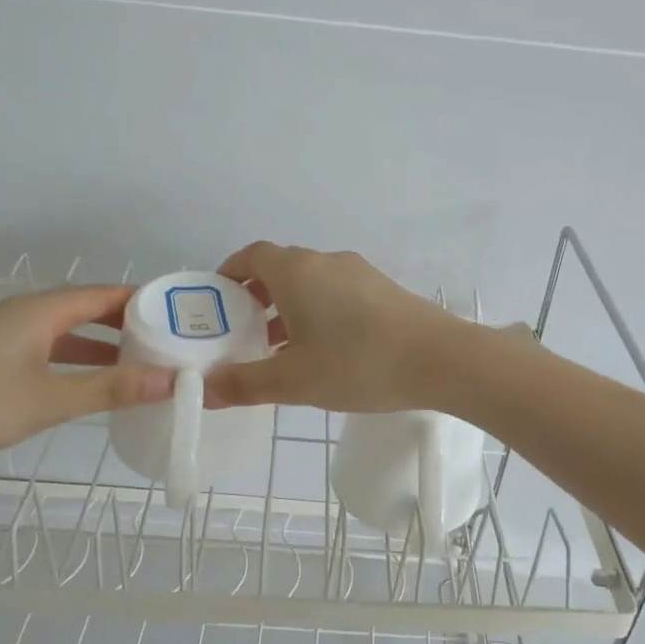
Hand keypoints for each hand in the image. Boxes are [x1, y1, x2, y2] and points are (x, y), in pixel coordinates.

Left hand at [0, 286, 173, 465]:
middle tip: (166, 342)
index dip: (142, 300)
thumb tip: (172, 380)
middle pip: (84, 308)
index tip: (179, 314)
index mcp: (39, 310)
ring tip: (136, 363)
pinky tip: (84, 382)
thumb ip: (111, 389)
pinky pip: (44, 347)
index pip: (103, 293)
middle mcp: (22, 313)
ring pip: (63, 331)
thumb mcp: (50, 399)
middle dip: (125, 323)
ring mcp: (1, 334)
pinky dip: (73, 359)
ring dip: (99, 344)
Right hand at [204, 243, 464, 411]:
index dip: (229, 273)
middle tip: (244, 332)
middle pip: (281, 268)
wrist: (440, 359)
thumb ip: (245, 383)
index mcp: (296, 271)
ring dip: (290, 308)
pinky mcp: (384, 289)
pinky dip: (319, 312)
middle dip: (257, 296)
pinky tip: (326, 351)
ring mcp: (360, 272)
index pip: (251, 255)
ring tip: (281, 349)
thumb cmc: (357, 364)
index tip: (218, 300)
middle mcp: (326, 261)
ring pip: (312, 282)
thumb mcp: (293, 381)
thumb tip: (204, 388)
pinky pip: (338, 293)